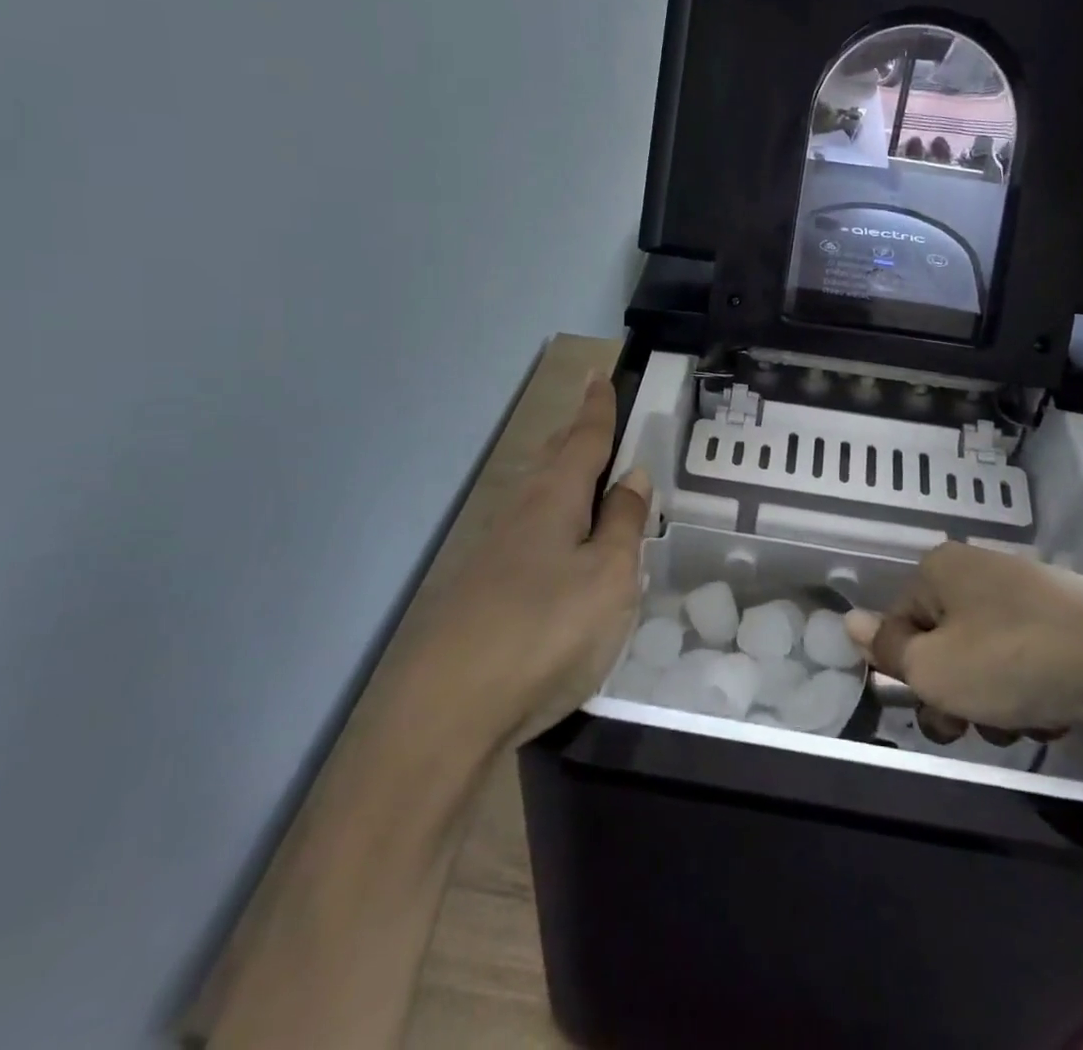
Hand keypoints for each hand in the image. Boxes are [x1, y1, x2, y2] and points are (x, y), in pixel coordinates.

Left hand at [426, 373, 650, 745]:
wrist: (449, 707)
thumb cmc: (546, 629)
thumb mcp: (608, 577)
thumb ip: (622, 524)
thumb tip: (632, 477)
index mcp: (554, 497)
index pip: (584, 437)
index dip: (597, 407)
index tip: (599, 374)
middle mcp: (520, 511)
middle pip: (553, 459)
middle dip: (575, 434)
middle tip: (594, 416)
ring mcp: (495, 550)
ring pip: (537, 494)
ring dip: (562, 475)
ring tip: (586, 474)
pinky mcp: (484, 588)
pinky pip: (528, 531)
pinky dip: (552, 518)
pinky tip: (558, 543)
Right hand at [843, 543, 1082, 738]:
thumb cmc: (1012, 660)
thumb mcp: (934, 668)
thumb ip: (886, 650)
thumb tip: (847, 620)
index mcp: (939, 570)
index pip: (899, 624)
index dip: (910, 673)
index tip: (936, 707)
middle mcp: (977, 570)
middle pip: (943, 642)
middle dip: (955, 693)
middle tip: (975, 727)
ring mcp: (1025, 590)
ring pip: (985, 657)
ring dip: (994, 699)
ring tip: (1025, 722)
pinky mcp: (1065, 615)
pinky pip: (1026, 656)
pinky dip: (1031, 687)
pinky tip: (1055, 711)